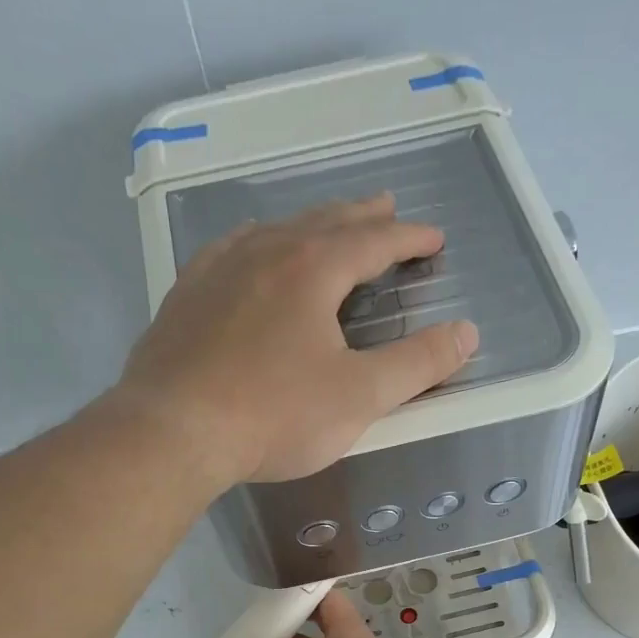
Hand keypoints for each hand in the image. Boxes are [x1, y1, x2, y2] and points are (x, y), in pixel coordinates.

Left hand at [117, 193, 478, 485]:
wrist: (172, 432)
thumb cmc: (274, 415)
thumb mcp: (360, 397)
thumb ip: (417, 365)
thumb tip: (466, 333)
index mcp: (311, 269)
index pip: (372, 242)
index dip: (408, 238)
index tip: (433, 238)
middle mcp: (264, 253)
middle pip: (323, 223)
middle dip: (362, 217)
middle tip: (386, 206)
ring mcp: (217, 271)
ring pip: (275, 231)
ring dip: (310, 224)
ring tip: (326, 224)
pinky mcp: (185, 297)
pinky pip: (229, 251)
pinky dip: (256, 243)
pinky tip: (249, 250)